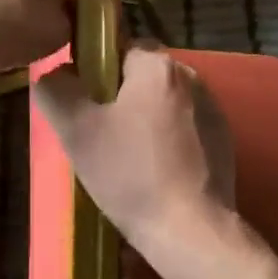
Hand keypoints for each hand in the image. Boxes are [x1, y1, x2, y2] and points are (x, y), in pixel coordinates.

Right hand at [33, 43, 236, 263]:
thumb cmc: (131, 174)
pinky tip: (156, 170)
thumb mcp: (76, 131)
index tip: (85, 104)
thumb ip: (56, 90)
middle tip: (100, 134)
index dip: (97, 71)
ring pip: (164, 100)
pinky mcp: (223, 137)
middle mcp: (191, 75)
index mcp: (157, 65)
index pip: (120, 47)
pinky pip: (185, 124)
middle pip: (142, 74)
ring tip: (127, 156)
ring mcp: (212, 107)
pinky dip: (168, 138)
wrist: (191, 231)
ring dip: (145, 117)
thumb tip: (54, 73)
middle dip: (120, 97)